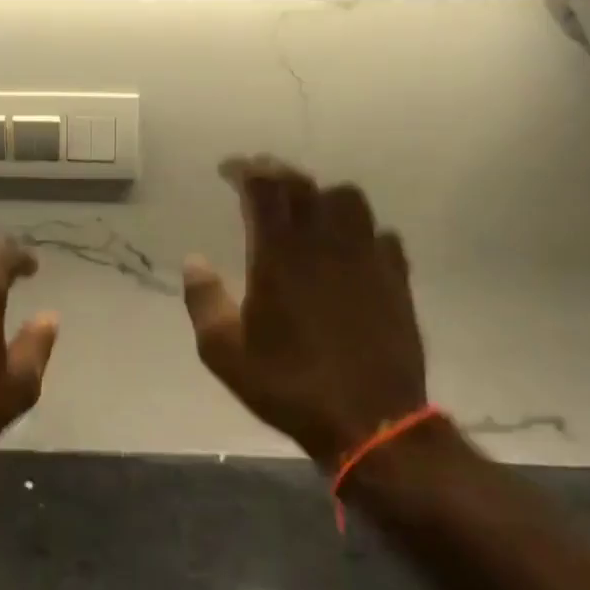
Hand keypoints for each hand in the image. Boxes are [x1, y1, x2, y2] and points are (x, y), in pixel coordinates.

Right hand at [182, 156, 427, 467]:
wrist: (370, 420)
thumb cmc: (288, 384)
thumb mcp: (224, 351)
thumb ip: (203, 299)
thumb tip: (193, 260)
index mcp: (279, 254)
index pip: (263, 187)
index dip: (244, 170)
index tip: (228, 170)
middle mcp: (324, 242)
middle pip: (303, 184)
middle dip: (277, 173)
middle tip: (260, 180)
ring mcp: (366, 256)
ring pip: (349, 199)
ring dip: (322, 195)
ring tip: (307, 210)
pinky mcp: (396, 277)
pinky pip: (381, 234)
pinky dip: (360, 231)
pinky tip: (350, 249)